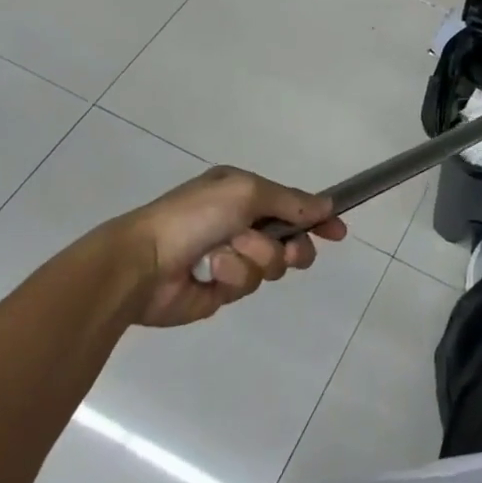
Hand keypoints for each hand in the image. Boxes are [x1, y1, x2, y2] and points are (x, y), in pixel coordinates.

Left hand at [107, 166, 347, 327]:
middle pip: (289, 239)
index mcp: (242, 193)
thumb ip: (291, 200)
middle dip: (292, 247)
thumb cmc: (194, 216)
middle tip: (290, 252)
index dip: (317, 217)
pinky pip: (246, 284)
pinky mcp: (219, 290)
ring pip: (270, 264)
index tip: (339, 232)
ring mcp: (230, 257)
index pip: (292, 203)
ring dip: (254, 258)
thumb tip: (327, 205)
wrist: (143, 263)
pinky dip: (232, 276)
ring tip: (227, 256)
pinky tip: (212, 273)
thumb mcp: (247, 193)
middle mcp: (239, 222)